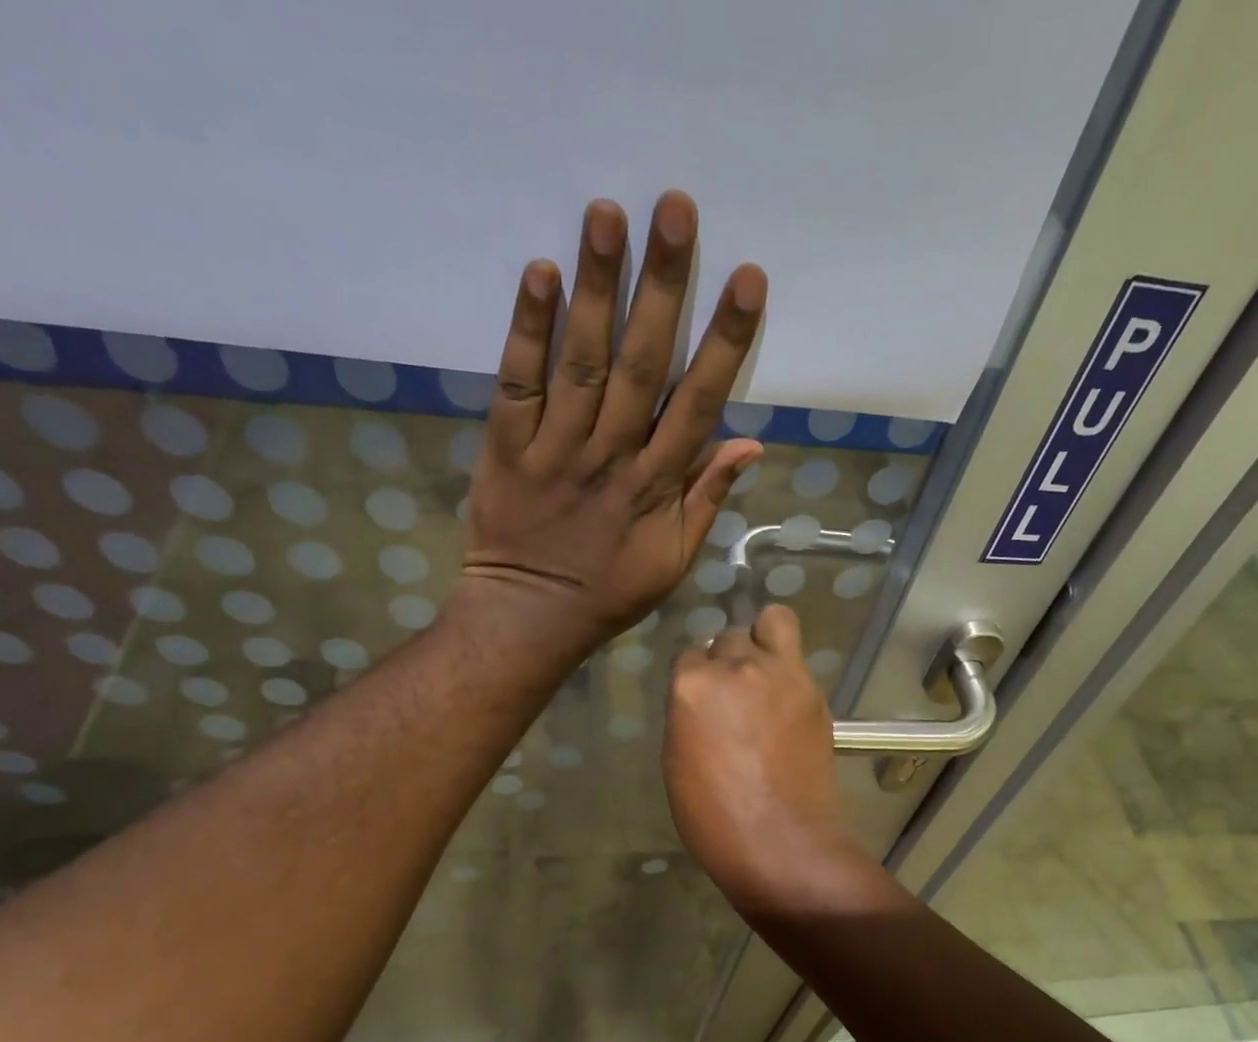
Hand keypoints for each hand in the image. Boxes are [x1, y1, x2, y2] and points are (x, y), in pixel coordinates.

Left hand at [456, 190, 766, 661]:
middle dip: (662, 287)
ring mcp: (556, 449)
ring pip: (581, 362)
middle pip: (641, 364)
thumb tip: (750, 444)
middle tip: (676, 208)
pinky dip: (526, 330)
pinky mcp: (507, 446)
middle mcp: (610, 456)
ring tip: (607, 212)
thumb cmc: (610, 592)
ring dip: (596, 287)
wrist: (530, 616)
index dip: (724, 342)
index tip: (747, 280)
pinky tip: (540, 273)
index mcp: (656, 486)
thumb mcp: (674, 560)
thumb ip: (707, 499)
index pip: (698, 403)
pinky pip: (517, 383)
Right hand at [664, 605, 869, 910]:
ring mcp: (782, 674)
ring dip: (764, 641)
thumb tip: (705, 699)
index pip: (691, 655)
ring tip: (766, 675)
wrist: (780, 842)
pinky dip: (789, 671)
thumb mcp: (678, 761)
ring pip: (773, 623)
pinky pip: (797, 659)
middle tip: (736, 694)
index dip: (698, 679)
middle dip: (729, 660)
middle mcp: (737, 666)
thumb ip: (688, 714)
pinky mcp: (815, 691)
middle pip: (730, 637)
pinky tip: (787, 705)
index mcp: (693, 685)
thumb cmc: (713, 817)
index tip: (705, 702)